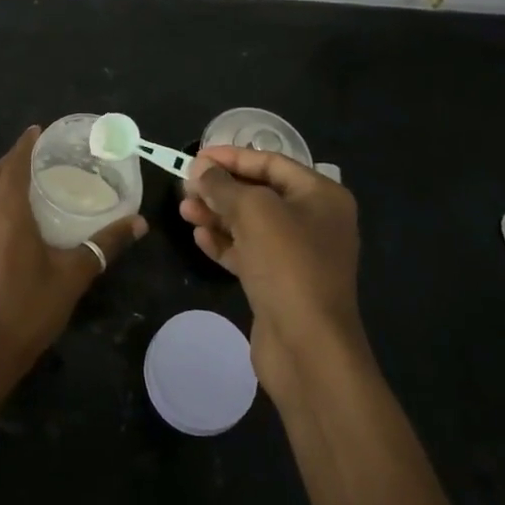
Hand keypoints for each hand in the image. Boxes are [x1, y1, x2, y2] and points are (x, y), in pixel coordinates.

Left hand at [0, 126, 146, 391]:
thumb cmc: (29, 311)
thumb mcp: (73, 276)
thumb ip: (105, 246)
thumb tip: (139, 224)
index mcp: (7, 216)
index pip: (13, 166)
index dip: (24, 145)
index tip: (37, 130)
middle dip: (11, 159)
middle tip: (35, 153)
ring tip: (24, 178)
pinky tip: (8, 215)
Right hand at [179, 146, 365, 397]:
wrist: (308, 348)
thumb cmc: (287, 264)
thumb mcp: (253, 212)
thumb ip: (223, 185)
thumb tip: (200, 169)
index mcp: (320, 195)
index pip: (271, 162)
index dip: (232, 156)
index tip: (196, 157)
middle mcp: (314, 221)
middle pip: (259, 193)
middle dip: (221, 188)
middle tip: (185, 186)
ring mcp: (298, 255)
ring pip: (250, 224)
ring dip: (217, 215)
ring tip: (184, 210)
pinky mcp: (281, 283)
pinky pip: (249, 252)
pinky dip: (224, 243)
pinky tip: (199, 238)